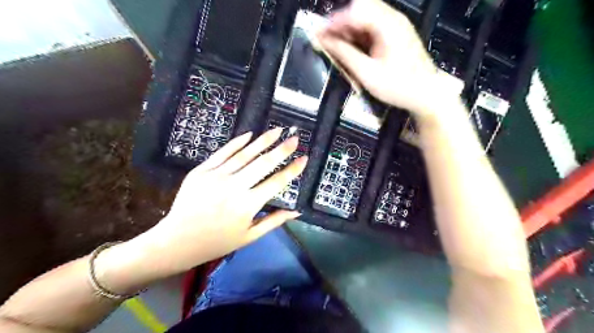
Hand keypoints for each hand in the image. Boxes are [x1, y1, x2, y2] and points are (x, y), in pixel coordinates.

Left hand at [97, 129, 305, 289]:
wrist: (176, 241)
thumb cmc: (217, 242)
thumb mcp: (249, 237)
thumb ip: (274, 221)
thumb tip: (297, 211)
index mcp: (248, 205)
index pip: (277, 182)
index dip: (293, 169)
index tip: (304, 158)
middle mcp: (235, 187)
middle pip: (263, 163)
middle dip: (282, 149)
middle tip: (295, 138)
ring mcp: (216, 176)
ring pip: (245, 153)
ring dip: (263, 140)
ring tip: (277, 130)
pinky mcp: (201, 171)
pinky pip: (223, 153)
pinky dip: (237, 143)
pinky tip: (250, 134)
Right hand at [318, 0, 455, 118]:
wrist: (426, 94)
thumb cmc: (398, 86)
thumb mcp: (368, 73)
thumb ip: (345, 54)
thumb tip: (324, 41)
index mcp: (387, 25)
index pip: (355, 11)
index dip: (334, 21)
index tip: (318, 34)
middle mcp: (393, 19)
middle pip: (361, 7)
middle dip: (341, 22)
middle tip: (327, 39)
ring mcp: (395, 25)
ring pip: (366, 16)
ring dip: (349, 28)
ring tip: (336, 45)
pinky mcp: (396, 34)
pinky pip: (372, 26)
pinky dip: (359, 34)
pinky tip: (351, 47)